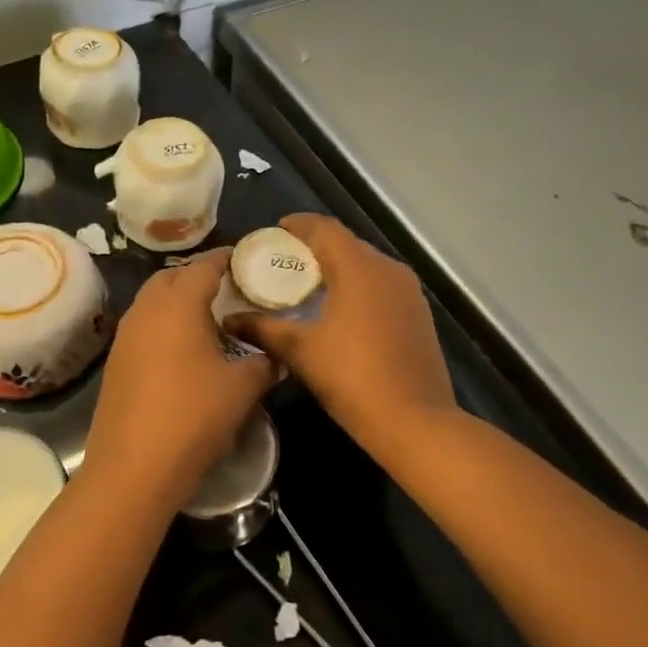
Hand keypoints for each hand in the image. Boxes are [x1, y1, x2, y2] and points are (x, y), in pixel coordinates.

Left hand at [83, 248, 276, 508]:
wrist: (133, 468)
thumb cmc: (193, 416)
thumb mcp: (242, 388)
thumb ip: (265, 362)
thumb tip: (279, 354)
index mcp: (178, 304)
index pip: (204, 265)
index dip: (227, 259)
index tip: (248, 259)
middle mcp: (147, 310)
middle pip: (172, 277)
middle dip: (199, 276)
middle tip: (230, 290)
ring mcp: (126, 336)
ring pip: (154, 301)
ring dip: (179, 300)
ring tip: (210, 318)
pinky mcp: (117, 361)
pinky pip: (145, 326)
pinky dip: (165, 324)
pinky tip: (185, 350)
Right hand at [223, 214, 456, 445]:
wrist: (415, 421)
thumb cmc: (352, 378)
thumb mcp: (300, 351)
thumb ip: (263, 328)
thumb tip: (229, 318)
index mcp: (359, 267)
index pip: (324, 228)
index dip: (298, 225)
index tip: (275, 231)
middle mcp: (388, 269)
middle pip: (347, 243)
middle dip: (316, 247)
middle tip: (285, 262)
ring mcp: (408, 291)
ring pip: (367, 265)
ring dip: (338, 267)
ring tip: (309, 285)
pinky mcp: (418, 313)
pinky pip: (381, 285)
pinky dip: (358, 286)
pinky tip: (340, 309)